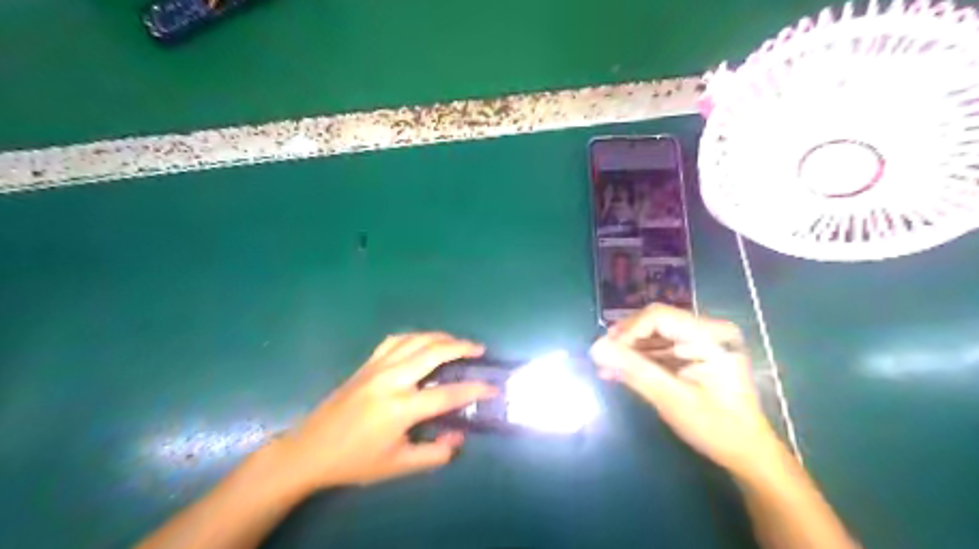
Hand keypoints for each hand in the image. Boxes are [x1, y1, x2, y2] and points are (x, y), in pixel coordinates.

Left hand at [281, 332, 498, 491]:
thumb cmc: (355, 461)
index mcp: (400, 408)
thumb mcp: (398, 466)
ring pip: (415, 340)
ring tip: (457, 341)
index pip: (447, 395)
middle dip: (461, 347)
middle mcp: (391, 380)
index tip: (493, 387)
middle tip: (479, 349)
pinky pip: (395, 341)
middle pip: (433, 353)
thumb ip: (434, 454)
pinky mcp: (366, 364)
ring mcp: (376, 368)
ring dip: (440, 337)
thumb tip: (458, 437)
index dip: (474, 390)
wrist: (310, 450)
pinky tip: (423, 341)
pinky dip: (415, 336)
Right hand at [592, 302, 785, 472]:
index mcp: (710, 335)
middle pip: (654, 321)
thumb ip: (634, 370)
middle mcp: (707, 330)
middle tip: (600, 359)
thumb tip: (595, 348)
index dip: (627, 331)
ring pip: (653, 334)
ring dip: (629, 350)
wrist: (747, 453)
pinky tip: (619, 372)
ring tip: (604, 368)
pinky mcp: (694, 353)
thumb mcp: (672, 399)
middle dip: (625, 340)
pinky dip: (640, 359)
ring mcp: (701, 341)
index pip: (658, 316)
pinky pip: (660, 347)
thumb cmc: (716, 427)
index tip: (605, 353)